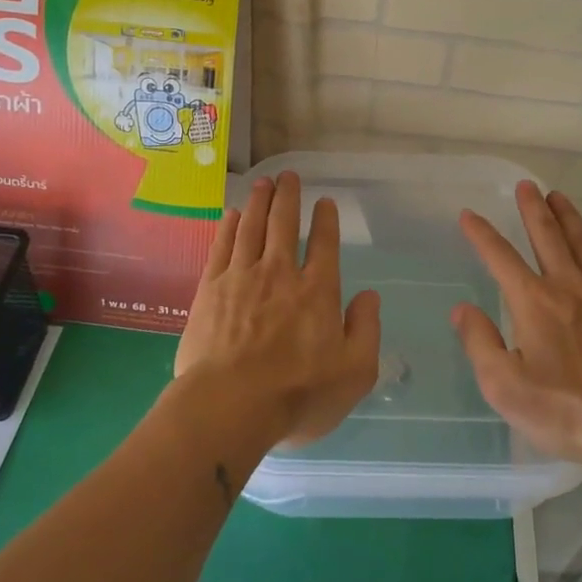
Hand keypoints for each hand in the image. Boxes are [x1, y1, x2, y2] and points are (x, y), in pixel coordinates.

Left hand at [176, 171, 380, 447]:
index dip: (326, 220)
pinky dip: (229, 226)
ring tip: (263, 182)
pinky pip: (222, 246)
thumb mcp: (354, 373)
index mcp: (317, 291)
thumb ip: (366, 330)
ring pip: (252, 227)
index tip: (325, 202)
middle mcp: (280, 273)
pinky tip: (232, 214)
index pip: (324, 244)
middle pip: (284, 224)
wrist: (229, 406)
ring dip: (259, 202)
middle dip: (288, 196)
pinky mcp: (210, 289)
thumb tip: (370, 296)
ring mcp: (242, 277)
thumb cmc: (297, 395)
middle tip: (288, 175)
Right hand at [452, 182, 581, 464]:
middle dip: (532, 209)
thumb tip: (462, 310)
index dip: (482, 234)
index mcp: (532, 301)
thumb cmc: (564, 407)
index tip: (468, 214)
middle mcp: (565, 287)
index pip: (500, 257)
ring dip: (565, 216)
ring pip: (578, 243)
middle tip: (525, 185)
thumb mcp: (505, 386)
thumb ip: (480, 343)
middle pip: (546, 236)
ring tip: (557, 196)